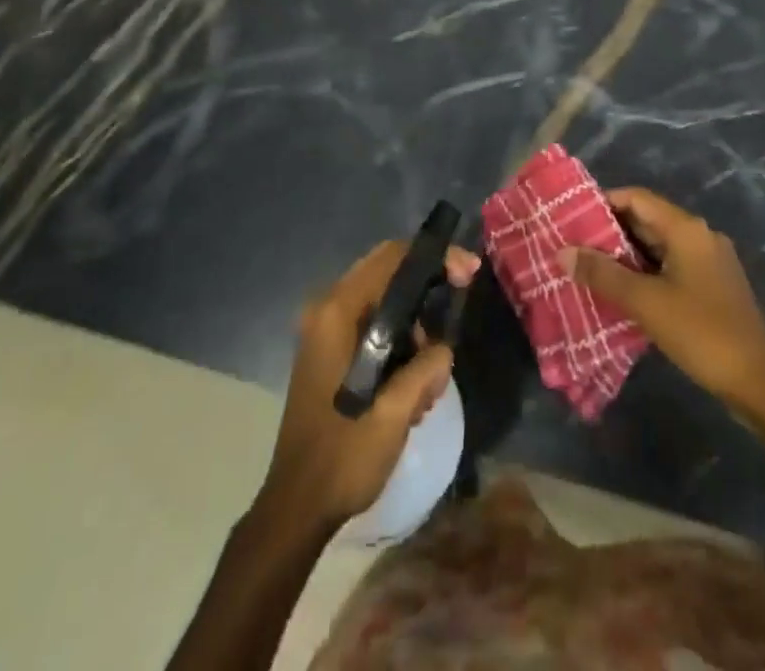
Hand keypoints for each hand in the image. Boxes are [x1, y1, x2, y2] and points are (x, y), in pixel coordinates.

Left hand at [256, 239, 479, 532]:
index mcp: (336, 313)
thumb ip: (424, 369)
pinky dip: (398, 344)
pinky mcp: (329, 353)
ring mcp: (324, 331)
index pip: (390, 258)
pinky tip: (413, 388)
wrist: (296, 508)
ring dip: (414, 327)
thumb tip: (443, 348)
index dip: (433, 257)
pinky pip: (372, 327)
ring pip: (383, 302)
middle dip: (428, 288)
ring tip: (431, 378)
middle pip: (387, 273)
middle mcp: (326, 311)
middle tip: (462, 304)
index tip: (468, 272)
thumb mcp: (393, 414)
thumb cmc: (342, 457)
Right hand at [560, 188, 764, 457]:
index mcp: (687, 229)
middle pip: (647, 220)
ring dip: (625, 255)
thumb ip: (602, 274)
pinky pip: (670, 267)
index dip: (603, 202)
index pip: (637, 198)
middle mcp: (700, 236)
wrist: (760, 384)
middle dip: (609, 231)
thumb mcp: (646, 302)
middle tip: (573, 245)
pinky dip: (644, 272)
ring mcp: (709, 262)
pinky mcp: (712, 287)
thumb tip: (562, 251)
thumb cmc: (701, 333)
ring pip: (658, 246)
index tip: (571, 217)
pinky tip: (621, 292)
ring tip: (588, 268)